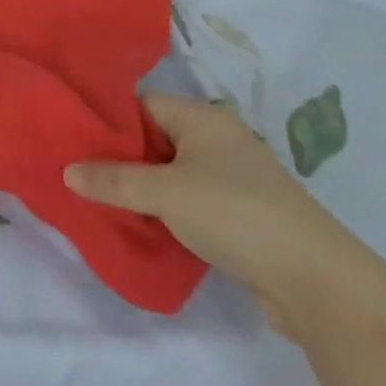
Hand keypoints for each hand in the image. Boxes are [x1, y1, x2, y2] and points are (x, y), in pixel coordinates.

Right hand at [65, 93, 385, 339]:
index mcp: (203, 118)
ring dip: (148, 188)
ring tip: (110, 203)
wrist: (319, 281)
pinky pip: (196, 200)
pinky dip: (173, 210)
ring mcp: (237, 177)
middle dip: (124, 158)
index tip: (78, 142)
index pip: (143, 104)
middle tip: (86, 176)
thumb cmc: (235, 215)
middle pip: (158, 138)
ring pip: (176, 172)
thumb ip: (114, 180)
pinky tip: (151, 228)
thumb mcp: (164, 194)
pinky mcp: (247, 214)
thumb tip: (67, 171)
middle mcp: (221, 139)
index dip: (111, 120)